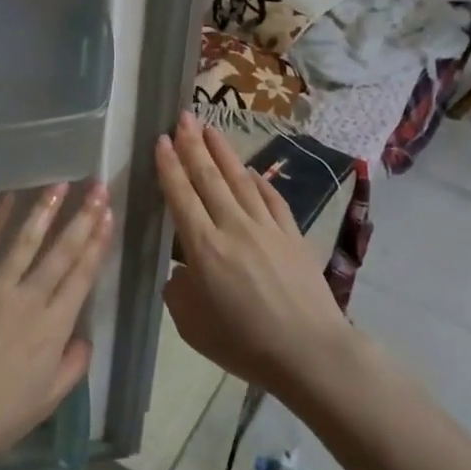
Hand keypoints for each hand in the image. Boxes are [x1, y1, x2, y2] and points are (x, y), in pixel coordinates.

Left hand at [0, 182, 110, 469]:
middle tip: (96, 187)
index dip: (97, 244)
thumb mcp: (48, 400)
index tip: (107, 215)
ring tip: (60, 184)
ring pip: (25, 241)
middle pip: (61, 252)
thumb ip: (72, 366)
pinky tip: (7, 198)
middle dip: (82, 217)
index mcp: (53, 327)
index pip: (81, 276)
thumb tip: (84, 339)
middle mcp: (29, 298)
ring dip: (45, 210)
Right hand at [155, 114, 346, 388]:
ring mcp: (266, 227)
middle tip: (183, 117)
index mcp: (203, 248)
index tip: (160, 140)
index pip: (181, 195)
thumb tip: (181, 271)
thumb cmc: (244, 344)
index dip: (169, 165)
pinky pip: (270, 198)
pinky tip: (249, 170)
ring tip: (210, 128)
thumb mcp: (192, 326)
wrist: (310, 352)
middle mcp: (233, 227)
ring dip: (222, 152)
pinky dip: (257, 180)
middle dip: (193, 144)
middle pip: (208, 177)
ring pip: (239, 179)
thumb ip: (179, 291)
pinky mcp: (292, 234)